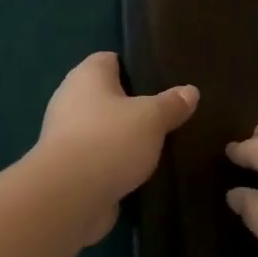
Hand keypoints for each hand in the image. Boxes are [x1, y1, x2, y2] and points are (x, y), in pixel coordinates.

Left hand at [33, 52, 198, 243]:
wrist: (69, 197)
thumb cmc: (110, 141)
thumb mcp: (152, 118)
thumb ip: (172, 104)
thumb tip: (191, 91)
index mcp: (86, 76)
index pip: (109, 59)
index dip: (134, 67)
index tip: (162, 80)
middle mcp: (70, 100)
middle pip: (107, 96)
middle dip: (134, 105)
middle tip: (167, 114)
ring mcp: (67, 136)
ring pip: (104, 129)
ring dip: (125, 137)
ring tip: (159, 144)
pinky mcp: (69, 168)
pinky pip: (99, 158)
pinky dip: (116, 163)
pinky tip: (140, 171)